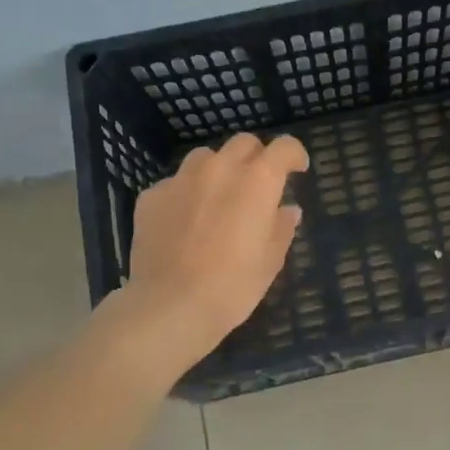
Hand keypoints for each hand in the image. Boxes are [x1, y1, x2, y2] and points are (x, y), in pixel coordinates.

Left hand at [115, 133, 309, 366]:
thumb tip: (288, 210)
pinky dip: (187, 194)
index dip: (294, 155)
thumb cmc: (233, 286)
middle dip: (256, 157)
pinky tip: (185, 221)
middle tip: (259, 185)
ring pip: (206, 157)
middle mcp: (220, 168)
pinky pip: (175, 183)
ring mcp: (181, 179)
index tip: (297, 169)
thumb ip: (281, 227)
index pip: (284, 147)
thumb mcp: (271, 261)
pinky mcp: (152, 196)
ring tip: (219, 198)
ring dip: (219, 170)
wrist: (170, 305)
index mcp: (257, 181)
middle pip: (243, 143)